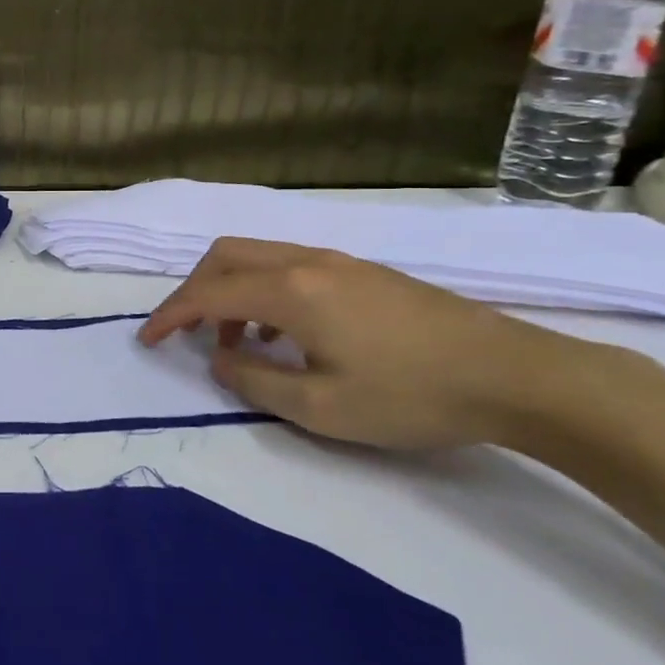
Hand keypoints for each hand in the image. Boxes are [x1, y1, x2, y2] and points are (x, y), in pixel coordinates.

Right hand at [138, 237, 603, 449]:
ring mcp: (338, 261)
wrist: (517, 376)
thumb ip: (255, 382)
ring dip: (231, 292)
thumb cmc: (412, 396)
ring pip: (257, 257)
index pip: (208, 293)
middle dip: (194, 292)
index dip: (170, 315)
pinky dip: (263, 291)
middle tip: (190, 335)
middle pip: (225, 256)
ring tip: (240, 344)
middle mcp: (306, 262)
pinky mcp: (363, 272)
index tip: (148, 340)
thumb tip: (221, 361)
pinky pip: (289, 266)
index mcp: (290, 291)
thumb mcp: (321, 408)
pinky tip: (286, 334)